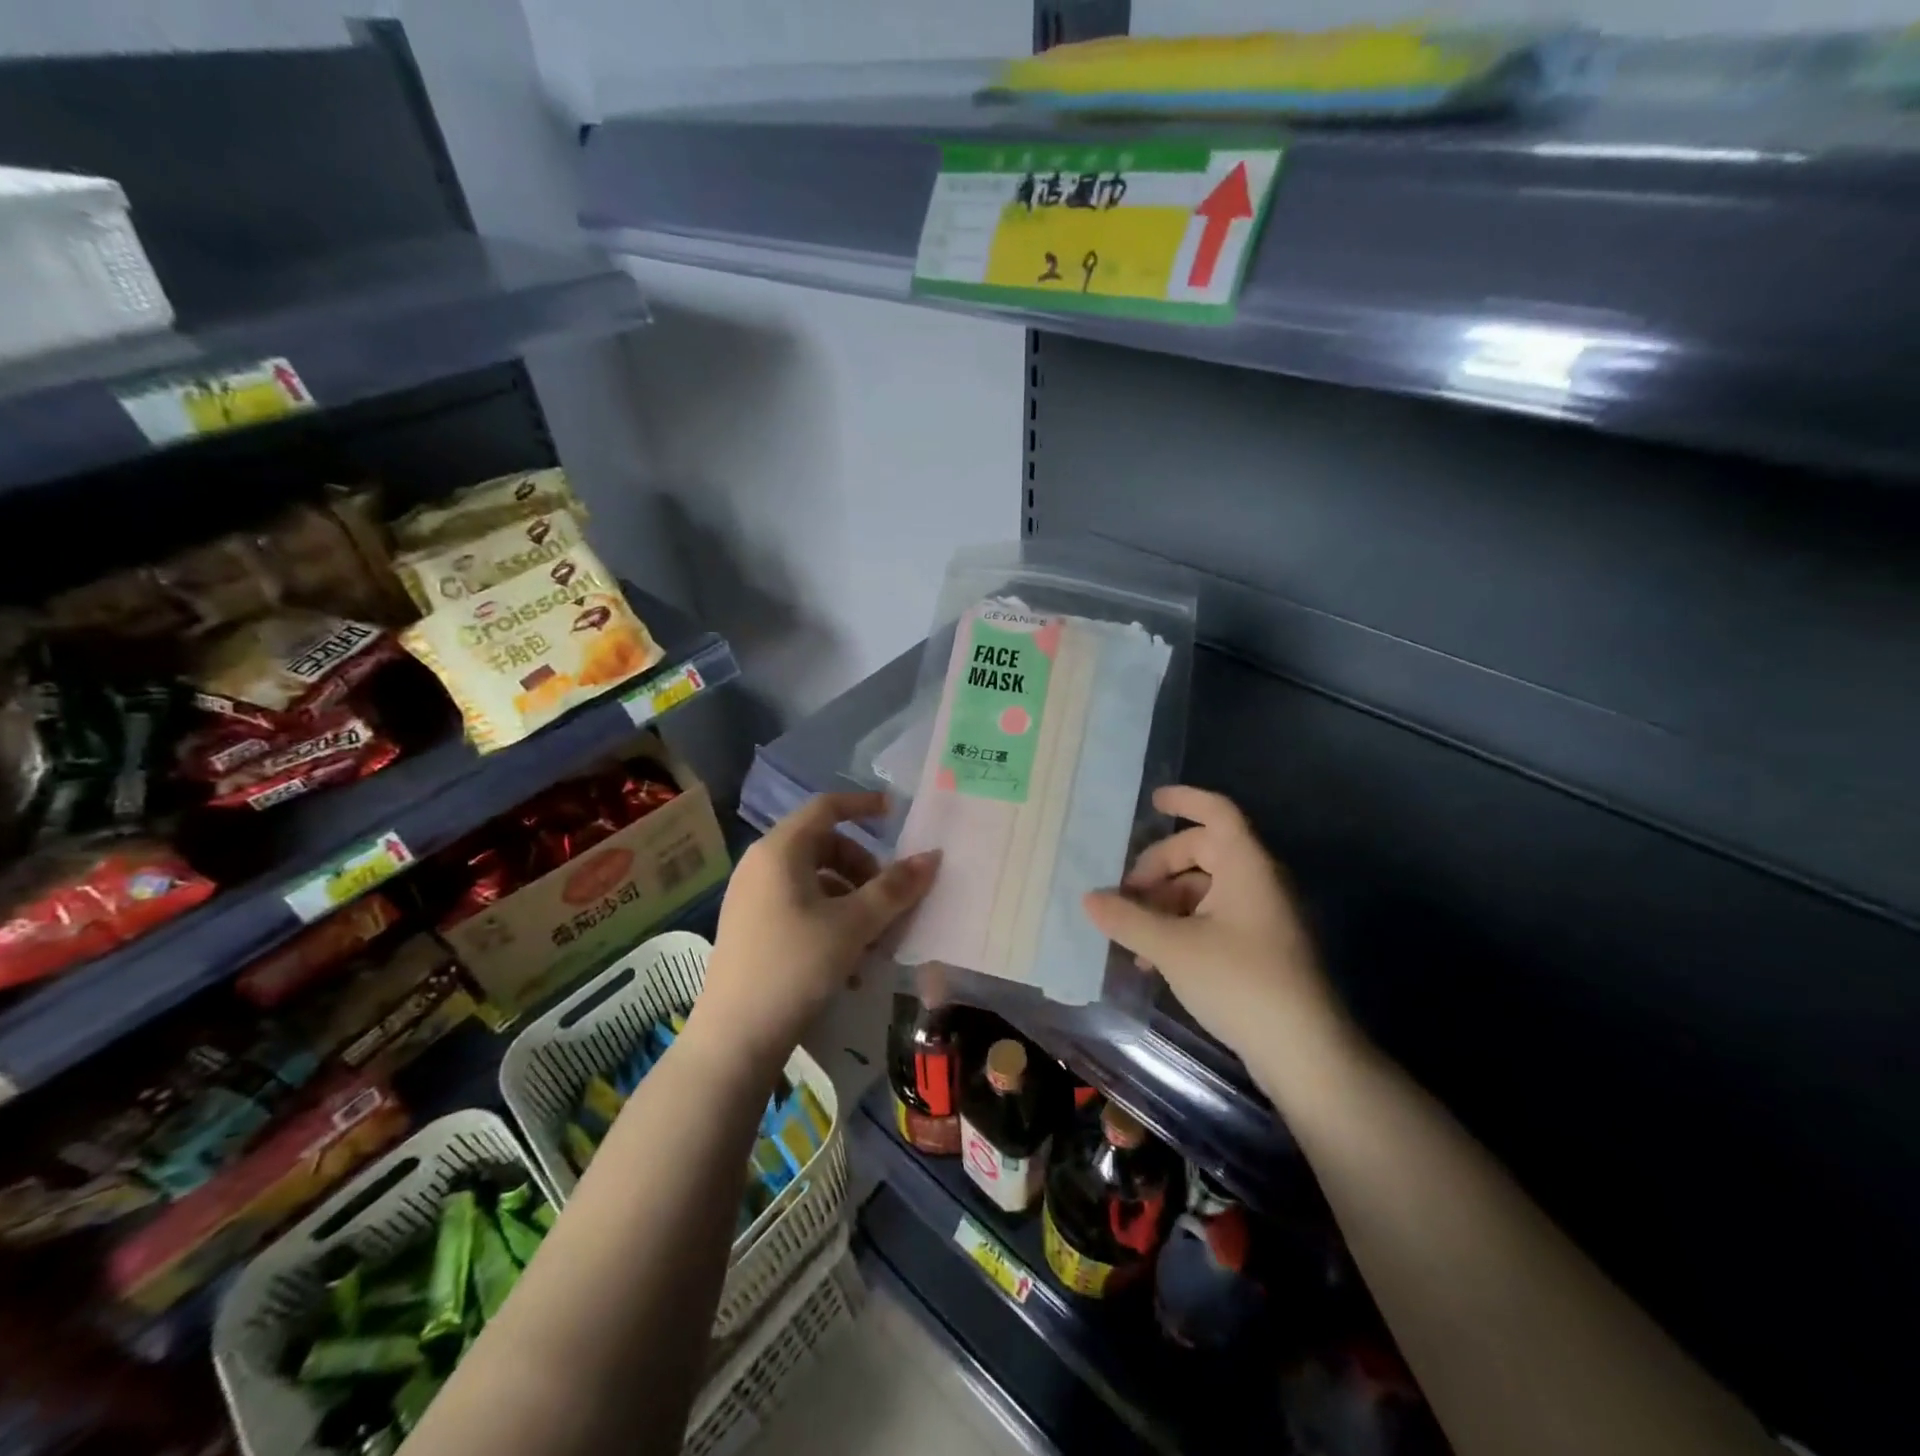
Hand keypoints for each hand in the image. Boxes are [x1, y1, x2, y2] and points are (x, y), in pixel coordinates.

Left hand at [693, 791, 937, 1068]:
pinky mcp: (752, 928)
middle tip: (890, 899)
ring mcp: (752, 897)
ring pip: (815, 881)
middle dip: (864, 869)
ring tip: (876, 942)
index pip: (826, 807)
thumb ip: (894, 888)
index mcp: (780, 850)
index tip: (894, 814)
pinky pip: (800, 907)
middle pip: (824, 846)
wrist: (735, 1037)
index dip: (862, 805)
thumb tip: (932, 857)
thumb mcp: (854, 925)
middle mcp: (761, 865)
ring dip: (852, 902)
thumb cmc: (796, 966)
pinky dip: (831, 921)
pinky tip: (851, 963)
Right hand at [1082, 786, 1349, 1076]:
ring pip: (1203, 890)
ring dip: (1164, 905)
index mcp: (1246, 866)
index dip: (1186, 800)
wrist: (1305, 1052)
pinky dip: (1181, 927)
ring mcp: (1261, 916)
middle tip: (1124, 895)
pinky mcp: (1260, 948)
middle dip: (1158, 869)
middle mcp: (1257, 882)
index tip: (1152, 801)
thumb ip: (1128, 919)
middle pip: (1202, 852)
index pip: (1217, 812)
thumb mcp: (1173, 947)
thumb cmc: (1240, 981)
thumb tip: (1089, 898)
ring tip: (1132, 936)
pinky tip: (1154, 960)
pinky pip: (1213, 919)